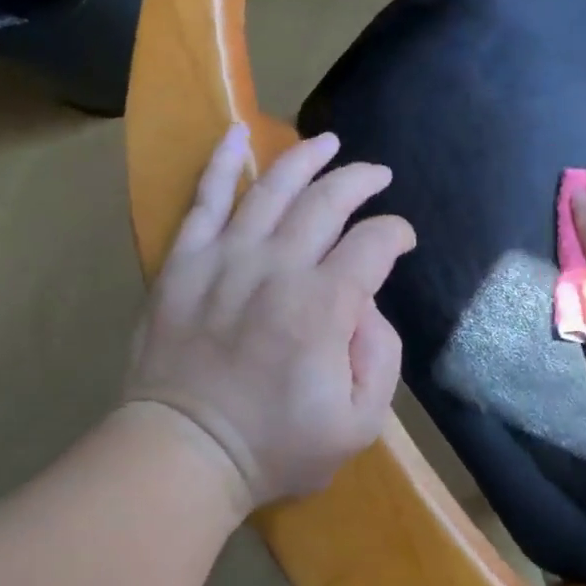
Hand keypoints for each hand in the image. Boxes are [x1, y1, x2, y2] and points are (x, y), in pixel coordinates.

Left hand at [123, 125, 415, 515]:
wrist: (182, 452)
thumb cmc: (275, 446)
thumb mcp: (359, 424)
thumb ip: (381, 358)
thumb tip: (368, 305)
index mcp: (323, 306)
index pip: (373, 244)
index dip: (396, 234)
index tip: (402, 242)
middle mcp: (277, 267)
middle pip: (328, 201)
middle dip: (361, 181)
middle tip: (377, 176)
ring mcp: (225, 258)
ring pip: (272, 188)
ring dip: (306, 158)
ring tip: (328, 141)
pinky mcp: (184, 262)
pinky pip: (204, 199)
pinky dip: (221, 162)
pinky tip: (236, 132)